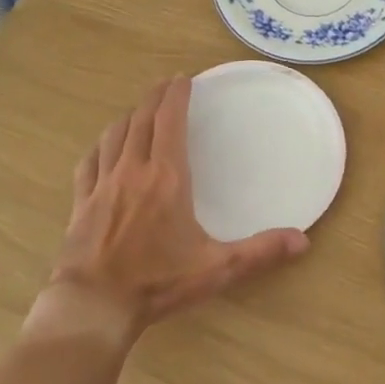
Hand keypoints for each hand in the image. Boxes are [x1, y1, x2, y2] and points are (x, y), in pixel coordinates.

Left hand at [37, 77, 308, 342]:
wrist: (94, 304)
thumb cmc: (158, 282)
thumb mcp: (217, 268)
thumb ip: (260, 252)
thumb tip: (302, 240)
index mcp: (167, 178)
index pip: (169, 121)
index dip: (176, 96)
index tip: (183, 79)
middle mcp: (133, 171)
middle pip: (141, 120)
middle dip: (154, 97)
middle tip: (165, 84)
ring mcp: (103, 185)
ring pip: (114, 135)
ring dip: (128, 117)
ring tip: (139, 110)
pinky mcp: (82, 202)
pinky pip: (89, 162)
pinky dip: (100, 146)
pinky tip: (103, 147)